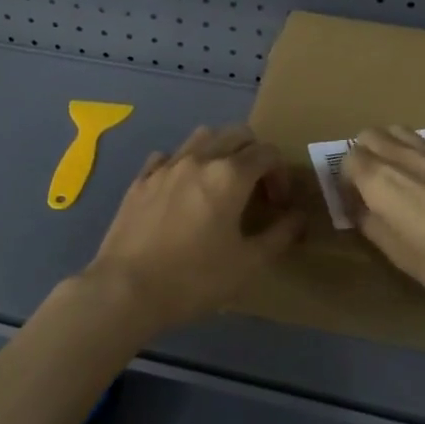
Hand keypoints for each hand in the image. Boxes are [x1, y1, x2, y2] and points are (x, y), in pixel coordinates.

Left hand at [83, 124, 303, 333]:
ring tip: (219, 184)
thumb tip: (298, 216)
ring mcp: (165, 166)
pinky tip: (181, 192)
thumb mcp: (249, 264)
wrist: (126, 289)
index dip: (281, 174)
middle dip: (254, 155)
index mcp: (230, 175)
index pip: (267, 153)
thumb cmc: (195, 278)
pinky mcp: (140, 180)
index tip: (278, 204)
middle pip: (236, 134)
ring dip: (219, 151)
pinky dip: (183, 164)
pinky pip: (167, 157)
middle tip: (255, 189)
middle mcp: (199, 159)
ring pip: (201, 137)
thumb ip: (280, 234)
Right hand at [342, 126, 424, 324]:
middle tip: (375, 188)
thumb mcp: (400, 256)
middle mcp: (404, 155)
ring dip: (390, 149)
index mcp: (381, 180)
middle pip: (369, 136)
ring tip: (403, 180)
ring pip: (399, 132)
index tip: (356, 204)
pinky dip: (419, 155)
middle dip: (364, 156)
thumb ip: (372, 225)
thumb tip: (361, 209)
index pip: (347, 159)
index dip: (345, 182)